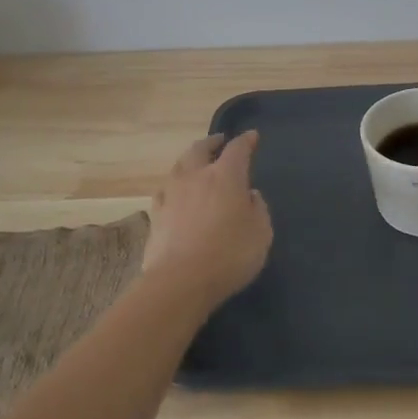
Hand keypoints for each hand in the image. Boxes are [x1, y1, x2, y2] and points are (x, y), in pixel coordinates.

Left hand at [140, 131, 273, 309]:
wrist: (180, 282)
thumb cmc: (229, 255)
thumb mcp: (261, 233)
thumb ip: (258, 209)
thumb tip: (250, 194)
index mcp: (226, 176)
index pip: (237, 149)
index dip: (246, 141)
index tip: (252, 136)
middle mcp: (196, 177)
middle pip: (200, 149)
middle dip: (211, 142)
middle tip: (219, 141)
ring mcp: (172, 194)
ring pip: (179, 166)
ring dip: (190, 160)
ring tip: (196, 163)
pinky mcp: (156, 215)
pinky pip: (165, 190)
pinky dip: (173, 186)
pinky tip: (175, 192)